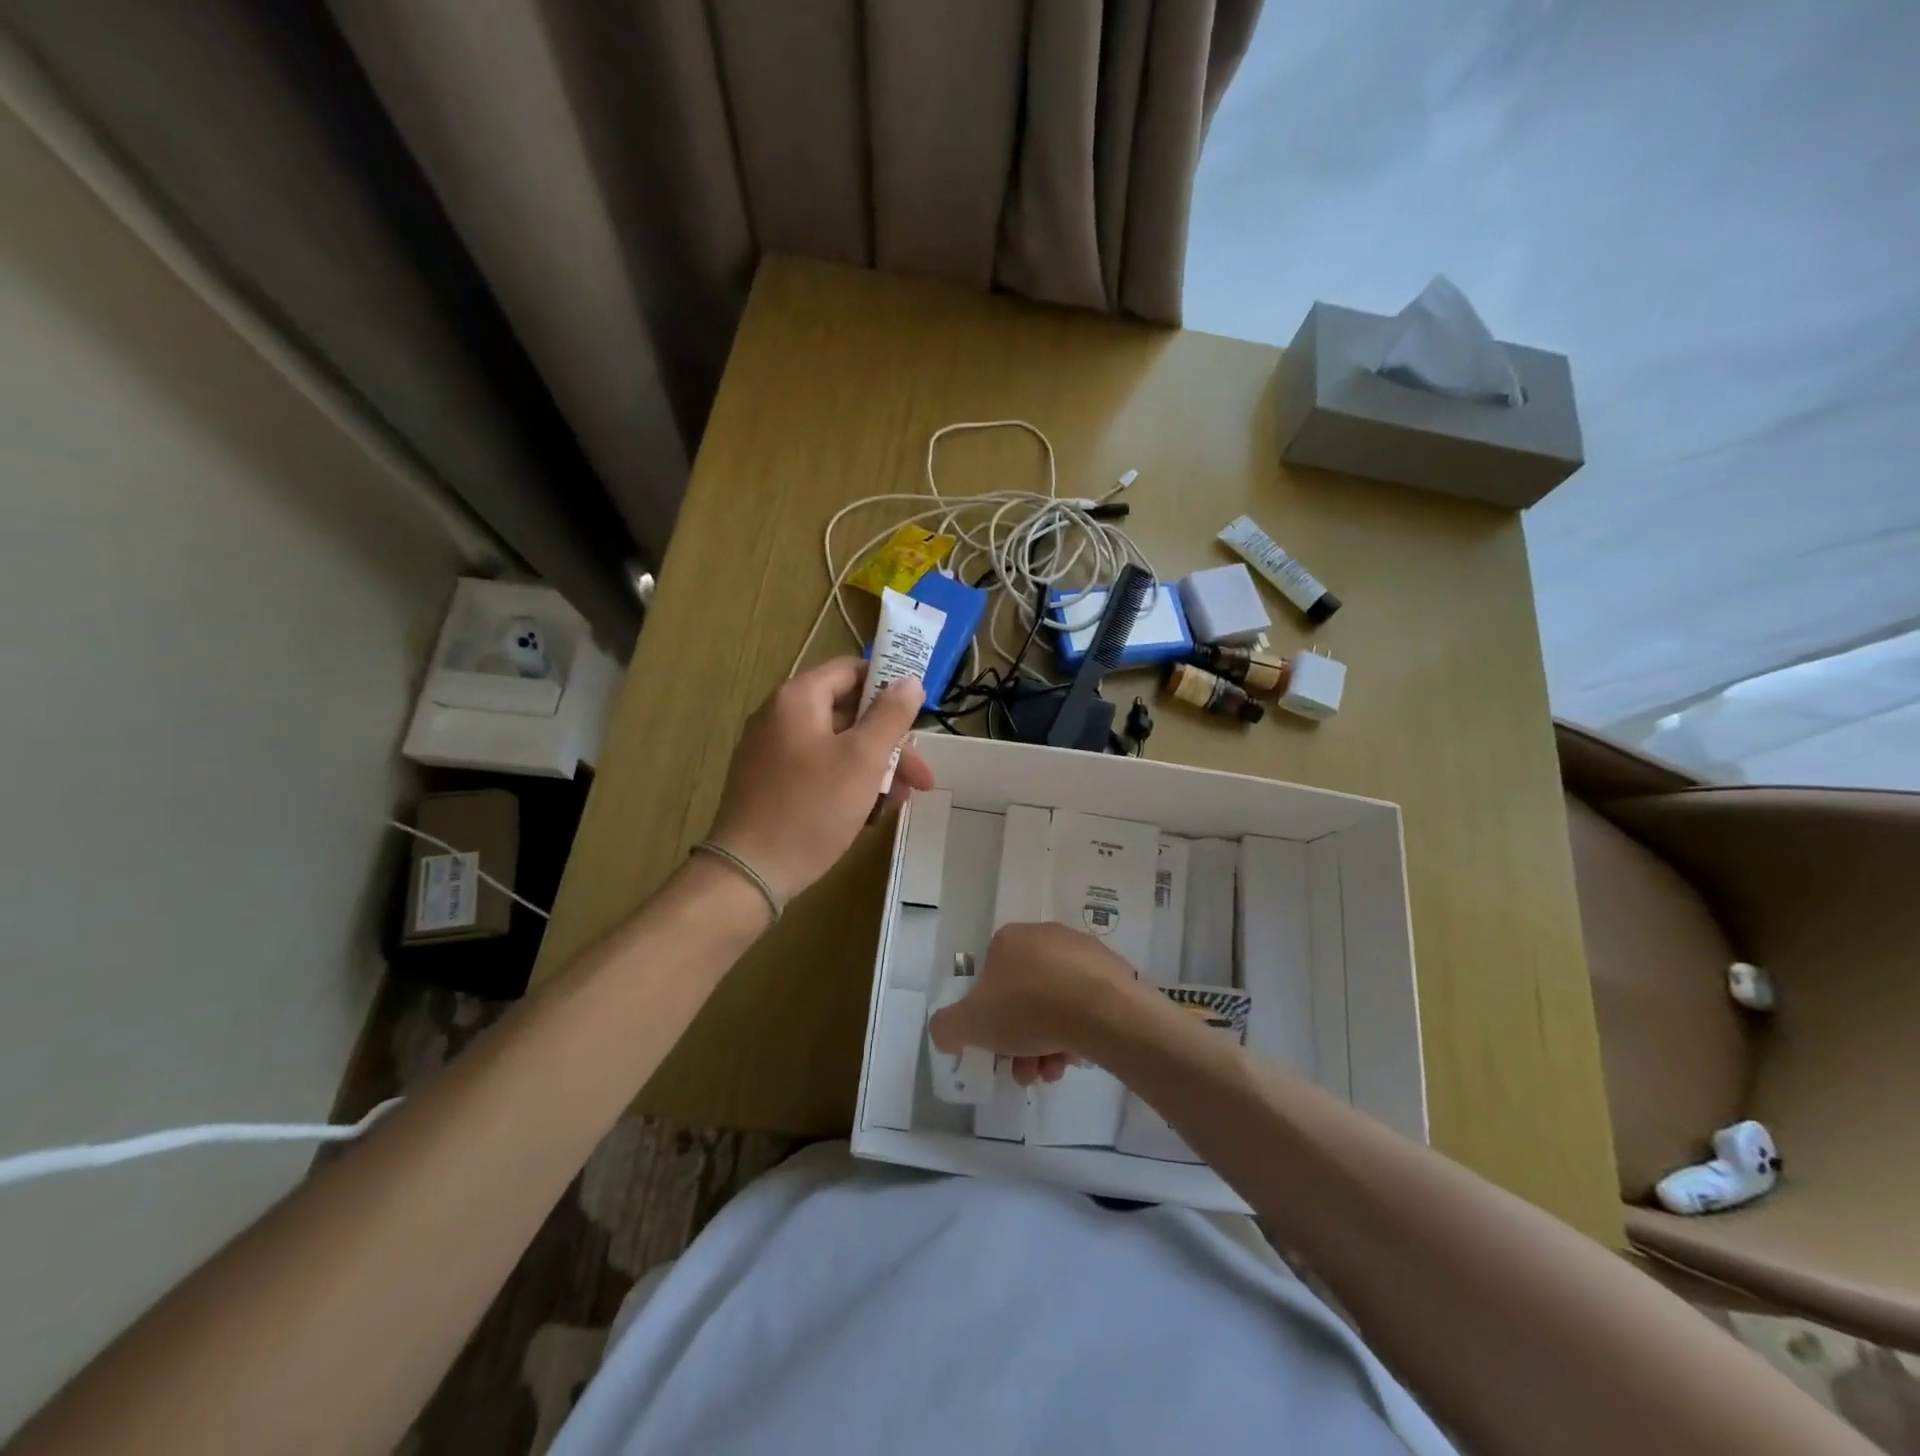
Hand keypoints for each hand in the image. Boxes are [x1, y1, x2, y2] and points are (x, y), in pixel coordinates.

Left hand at [706, 657, 933, 901]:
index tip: (919, 715)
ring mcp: (772, 753)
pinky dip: (847, 785)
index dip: (889, 687)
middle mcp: (780, 718)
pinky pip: (818, 772)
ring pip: (837, 748)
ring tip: (899, 803)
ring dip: (875, 770)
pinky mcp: (770, 785)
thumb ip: (891, 715)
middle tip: (922, 777)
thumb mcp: (863, 759)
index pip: (851, 671)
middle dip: (891, 745)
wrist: (750, 872)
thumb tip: (909, 680)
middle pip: (848, 715)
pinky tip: (869, 816)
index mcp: (798, 699)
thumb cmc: (812, 808)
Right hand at [929, 923, 1142, 1085]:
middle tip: (1025, 1070)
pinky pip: (1085, 1004)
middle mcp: (1045, 936)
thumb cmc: (1028, 1008)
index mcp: (1009, 939)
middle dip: (1020, 1039)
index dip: (988, 1017)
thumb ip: (947, 1027)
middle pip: (1024, 995)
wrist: (1101, 1010)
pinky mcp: (1112, 972)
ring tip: (1052, 1072)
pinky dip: (1077, 1030)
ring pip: (1055, 1003)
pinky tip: (1077, 1057)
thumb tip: (948, 1032)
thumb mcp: (969, 1024)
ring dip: (1048, 1042)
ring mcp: (1082, 952)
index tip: (995, 1047)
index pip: (990, 977)